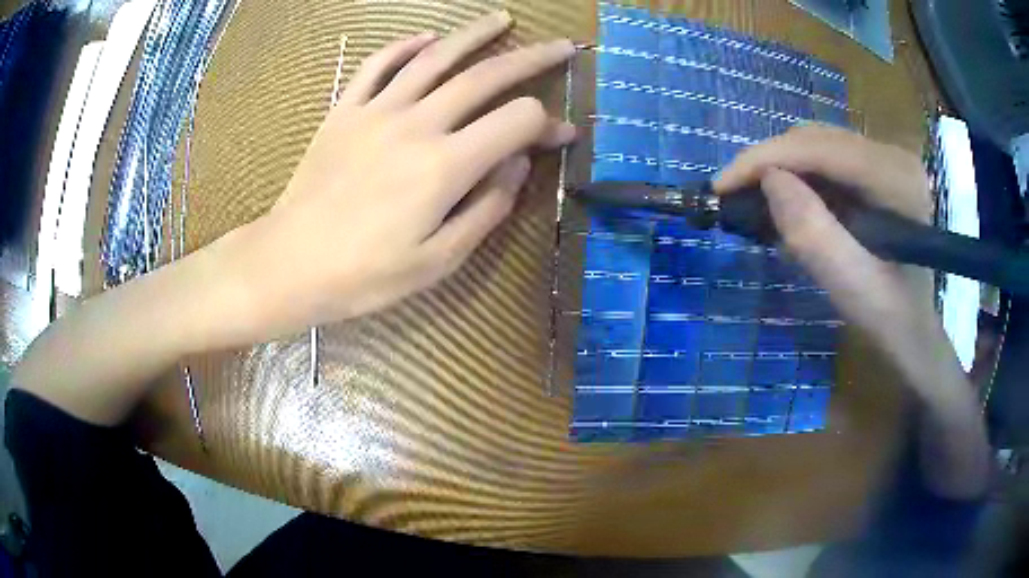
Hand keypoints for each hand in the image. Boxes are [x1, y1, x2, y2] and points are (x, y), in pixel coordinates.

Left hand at [224, 11, 574, 338]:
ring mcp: (377, 111)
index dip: (548, 125)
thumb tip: (517, 163)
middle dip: (532, 59)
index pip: (516, 122)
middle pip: (486, 77)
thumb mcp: (438, 261)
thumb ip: (486, 208)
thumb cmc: (364, 274)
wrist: (290, 264)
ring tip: (501, 20)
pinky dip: (405, 46)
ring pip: (435, 57)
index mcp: (445, 166)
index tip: (563, 135)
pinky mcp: (345, 111)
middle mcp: (417, 124)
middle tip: (561, 47)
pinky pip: (378, 65)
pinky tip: (426, 38)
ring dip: (474, 35)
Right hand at [714, 125, 935, 362]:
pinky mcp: (876, 169)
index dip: (766, 158)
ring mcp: (885, 158)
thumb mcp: (851, 287)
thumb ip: (814, 235)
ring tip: (752, 200)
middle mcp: (892, 154)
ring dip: (780, 168)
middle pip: (816, 139)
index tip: (721, 186)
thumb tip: (768, 180)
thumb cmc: (889, 318)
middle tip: (731, 195)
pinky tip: (785, 201)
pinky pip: (826, 159)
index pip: (821, 148)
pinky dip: (798, 177)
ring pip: (817, 144)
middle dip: (768, 162)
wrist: (913, 330)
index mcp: (896, 178)